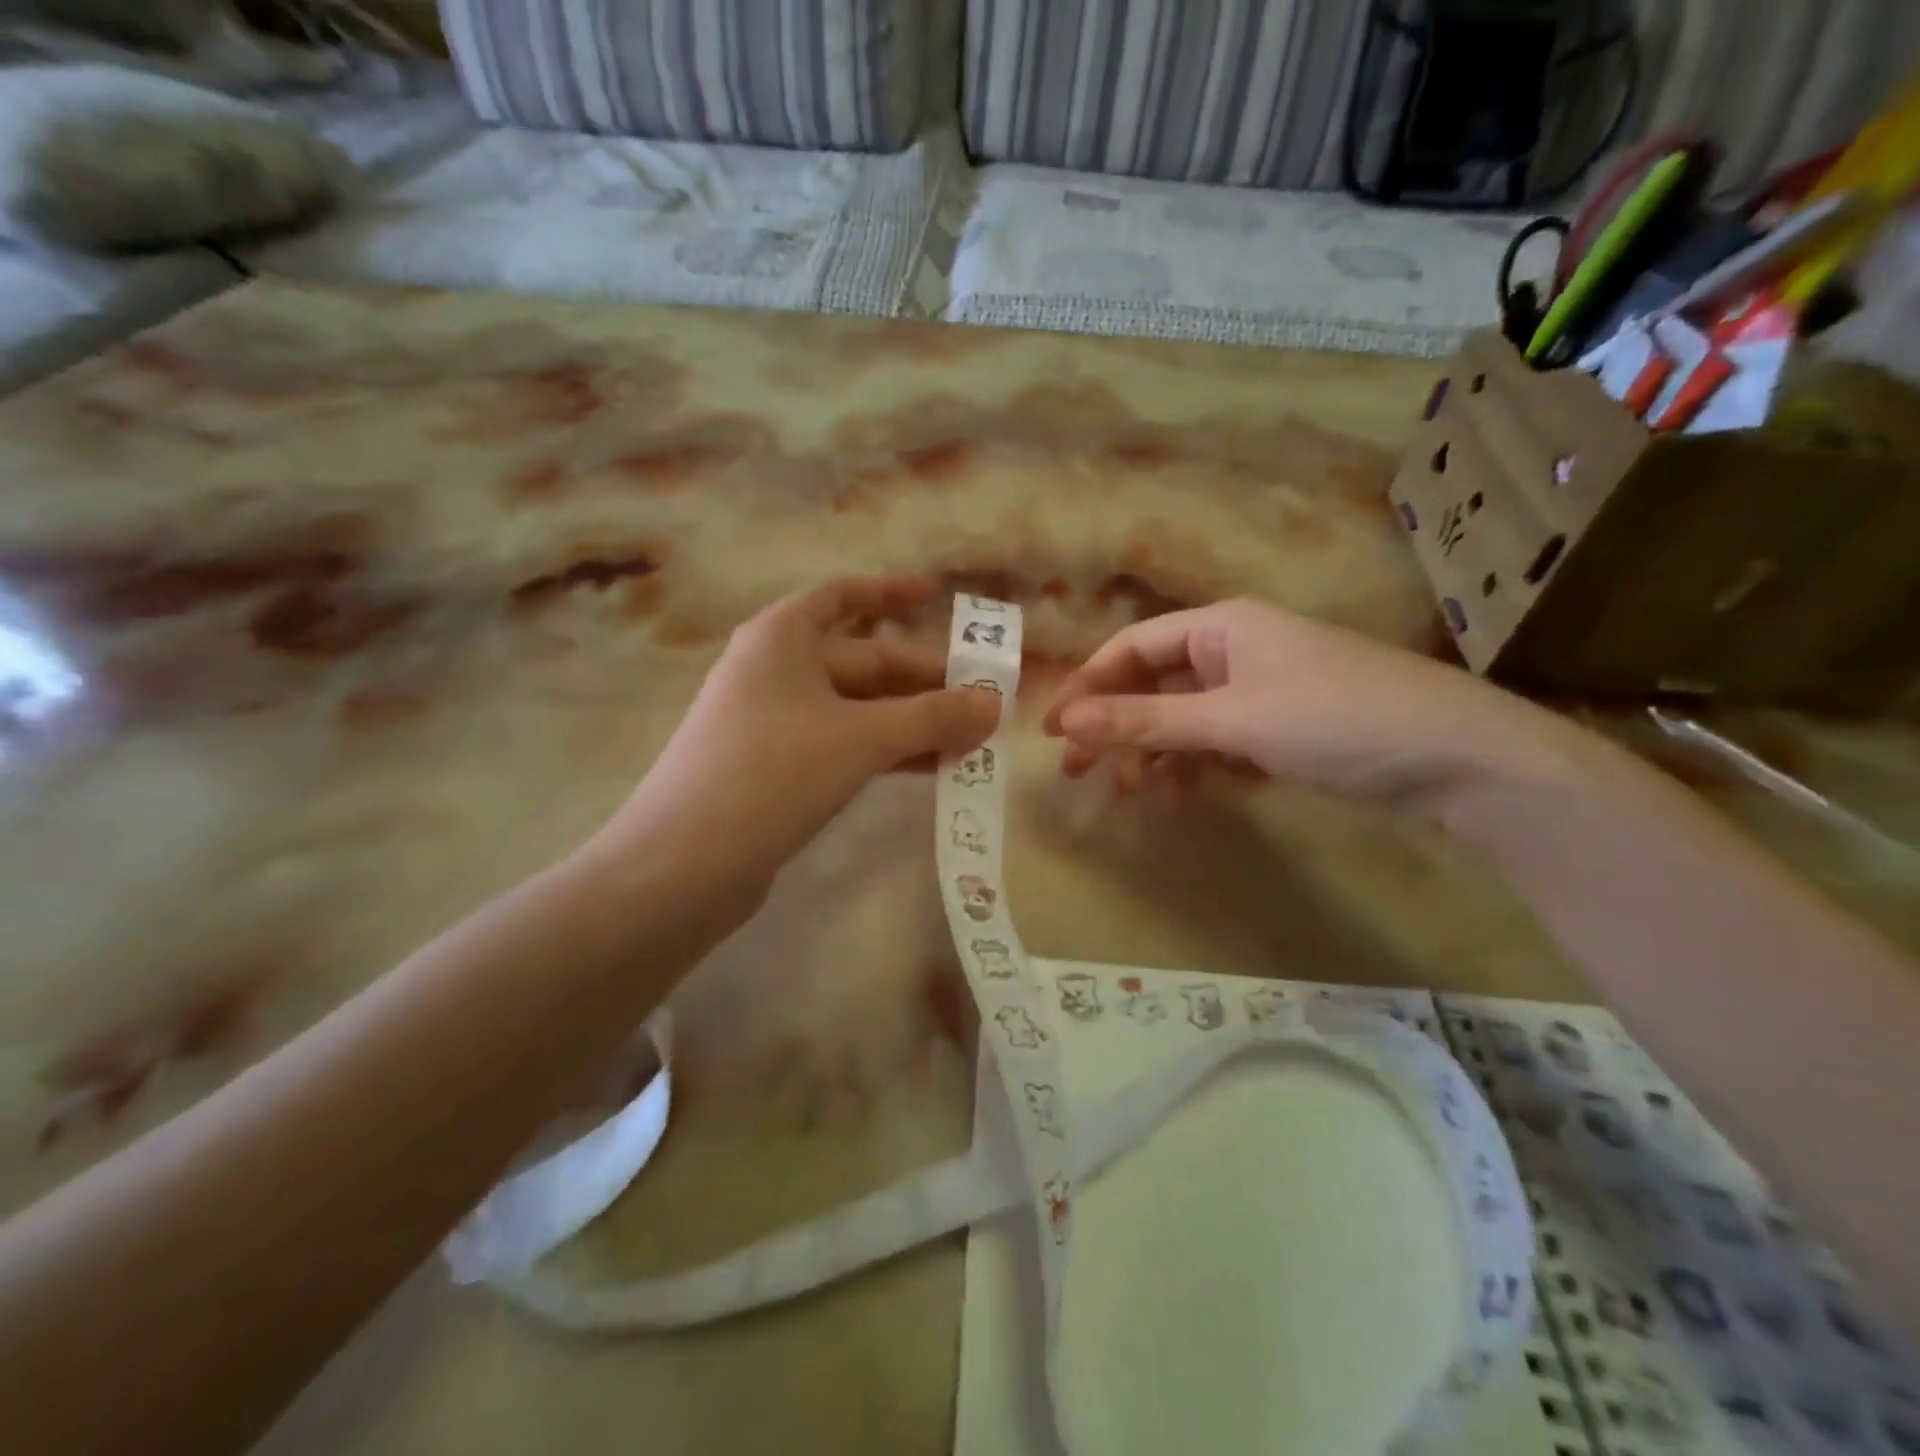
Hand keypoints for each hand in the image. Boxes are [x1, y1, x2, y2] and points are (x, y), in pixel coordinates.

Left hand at [593, 577, 1000, 902]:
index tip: (938, 597)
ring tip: (971, 740)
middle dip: (924, 682)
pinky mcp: (777, 770)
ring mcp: (774, 723)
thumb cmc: (772, 773)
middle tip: (984, 702)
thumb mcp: (862, 738)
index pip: (843, 597)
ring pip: (858, 710)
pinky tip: (929, 769)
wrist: (682, 866)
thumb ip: (932, 717)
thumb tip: (995, 703)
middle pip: (862, 662)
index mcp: (782, 638)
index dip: (891, 593)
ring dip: (912, 722)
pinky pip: (844, 745)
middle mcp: (776, 671)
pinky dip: (885, 752)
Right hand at [1044, 598, 1549, 805]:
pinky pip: (1216, 742)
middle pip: (1153, 684)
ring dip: (1150, 752)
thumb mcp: (1230, 719)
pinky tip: (1176, 795)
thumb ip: (1145, 721)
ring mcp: (1258, 691)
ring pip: (1183, 718)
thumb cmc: (1333, 717)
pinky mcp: (1279, 729)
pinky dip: (1192, 766)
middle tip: (1074, 769)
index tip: (1053, 728)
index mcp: (1221, 627)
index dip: (1088, 685)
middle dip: (1113, 725)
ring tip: (1124, 791)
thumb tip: (1067, 721)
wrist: (1455, 756)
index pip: (1132, 648)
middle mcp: (1234, 650)